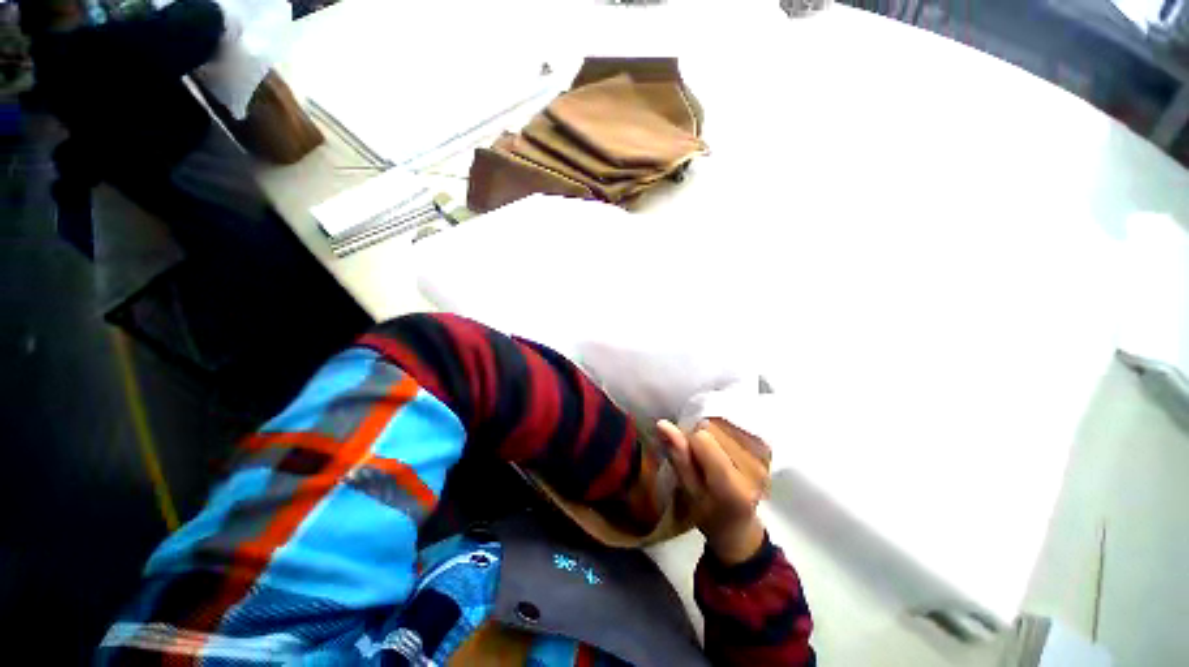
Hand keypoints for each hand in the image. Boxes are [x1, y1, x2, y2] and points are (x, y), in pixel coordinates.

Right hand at [658, 419, 768, 564]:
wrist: (739, 525)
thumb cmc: (707, 512)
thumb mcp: (688, 491)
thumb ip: (678, 456)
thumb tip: (662, 424)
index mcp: (732, 488)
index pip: (702, 439)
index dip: (689, 442)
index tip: (687, 456)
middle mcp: (754, 470)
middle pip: (713, 428)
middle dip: (701, 437)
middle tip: (700, 459)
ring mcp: (764, 458)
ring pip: (723, 423)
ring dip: (713, 433)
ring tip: (713, 455)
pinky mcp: (767, 448)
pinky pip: (736, 424)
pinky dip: (724, 432)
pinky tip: (724, 449)